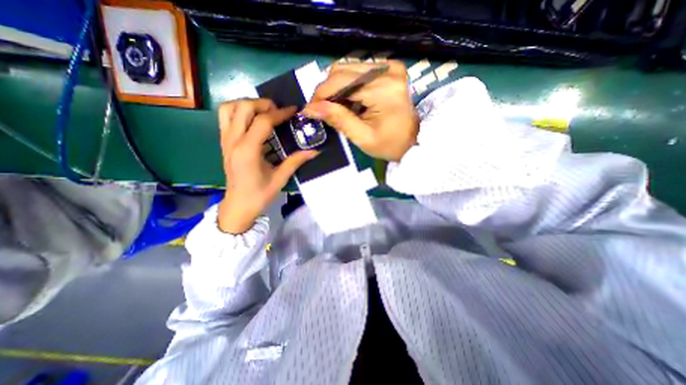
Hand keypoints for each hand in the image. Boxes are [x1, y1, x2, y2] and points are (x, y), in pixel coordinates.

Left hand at [217, 98, 318, 233]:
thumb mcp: (280, 178)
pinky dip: (239, 111)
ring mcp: (225, 140)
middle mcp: (233, 141)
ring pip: (229, 108)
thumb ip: (296, 161)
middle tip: (278, 110)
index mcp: (248, 151)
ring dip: (247, 104)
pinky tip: (254, 120)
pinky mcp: (224, 142)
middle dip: (263, 104)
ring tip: (264, 111)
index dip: (280, 113)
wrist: (238, 206)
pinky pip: (226, 117)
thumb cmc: (259, 195)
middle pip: (243, 107)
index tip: (293, 110)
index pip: (263, 121)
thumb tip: (315, 151)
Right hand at [304, 60, 421, 161]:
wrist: (413, 140)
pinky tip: (351, 102)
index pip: (341, 82)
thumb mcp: (362, 137)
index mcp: (383, 89)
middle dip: (327, 91)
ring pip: (348, 68)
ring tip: (338, 109)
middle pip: (342, 69)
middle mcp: (387, 70)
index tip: (309, 110)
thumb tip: (311, 108)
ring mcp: (389, 67)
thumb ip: (338, 120)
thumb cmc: (390, 144)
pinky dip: (348, 86)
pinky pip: (359, 71)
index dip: (320, 95)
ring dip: (337, 88)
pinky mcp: (389, 69)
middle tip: (322, 110)